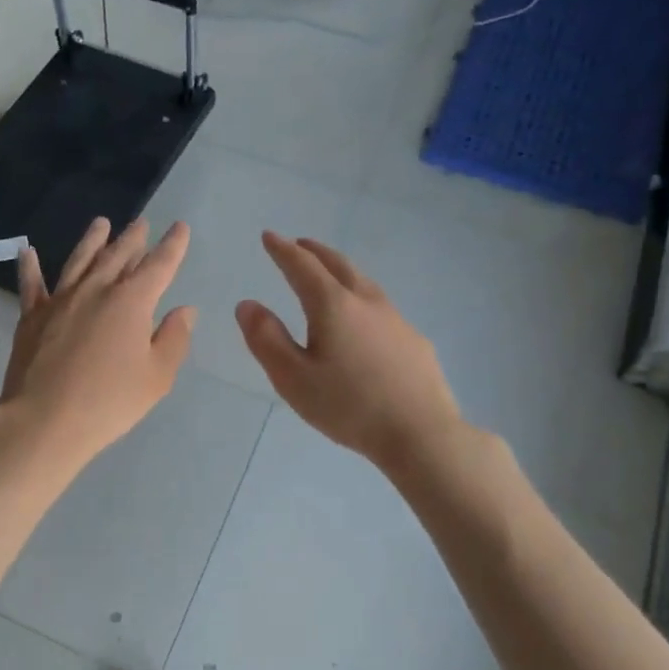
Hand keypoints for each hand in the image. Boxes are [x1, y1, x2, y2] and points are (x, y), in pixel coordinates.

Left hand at [0, 217, 196, 476]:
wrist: (44, 420)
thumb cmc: (109, 402)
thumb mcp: (156, 377)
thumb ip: (173, 339)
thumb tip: (184, 310)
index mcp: (131, 302)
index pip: (159, 266)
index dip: (172, 246)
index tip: (180, 228)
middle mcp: (95, 290)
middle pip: (118, 256)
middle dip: (133, 238)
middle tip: (141, 223)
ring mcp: (60, 301)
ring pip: (79, 261)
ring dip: (92, 241)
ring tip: (101, 223)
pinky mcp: (32, 317)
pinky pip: (32, 285)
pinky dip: (30, 267)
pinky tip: (28, 252)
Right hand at [237, 233, 471, 471]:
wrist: (420, 433)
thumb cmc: (348, 406)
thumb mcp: (292, 378)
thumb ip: (266, 339)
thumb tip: (247, 305)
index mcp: (332, 306)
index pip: (302, 266)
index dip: (282, 250)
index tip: (269, 236)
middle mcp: (366, 302)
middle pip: (338, 264)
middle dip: (314, 251)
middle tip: (299, 244)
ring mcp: (395, 319)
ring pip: (363, 282)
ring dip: (341, 270)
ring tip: (328, 273)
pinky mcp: (414, 340)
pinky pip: (380, 306)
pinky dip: (361, 297)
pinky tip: (362, 319)